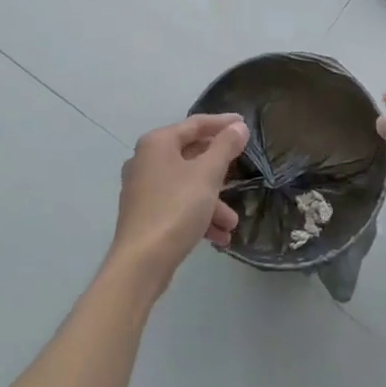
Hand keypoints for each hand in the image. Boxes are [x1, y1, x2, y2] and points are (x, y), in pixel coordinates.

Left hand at [108, 114, 249, 289]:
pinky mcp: (145, 214)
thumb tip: (238, 127)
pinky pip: (177, 205)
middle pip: (191, 155)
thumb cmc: (176, 208)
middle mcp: (146, 160)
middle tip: (241, 170)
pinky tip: (219, 236)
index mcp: (157, 143)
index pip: (195, 124)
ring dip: (212, 201)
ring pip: (186, 185)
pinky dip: (198, 215)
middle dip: (220, 170)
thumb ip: (225, 147)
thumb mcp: (208, 174)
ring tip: (232, 222)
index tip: (244, 125)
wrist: (141, 263)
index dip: (222, 123)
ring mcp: (143, 189)